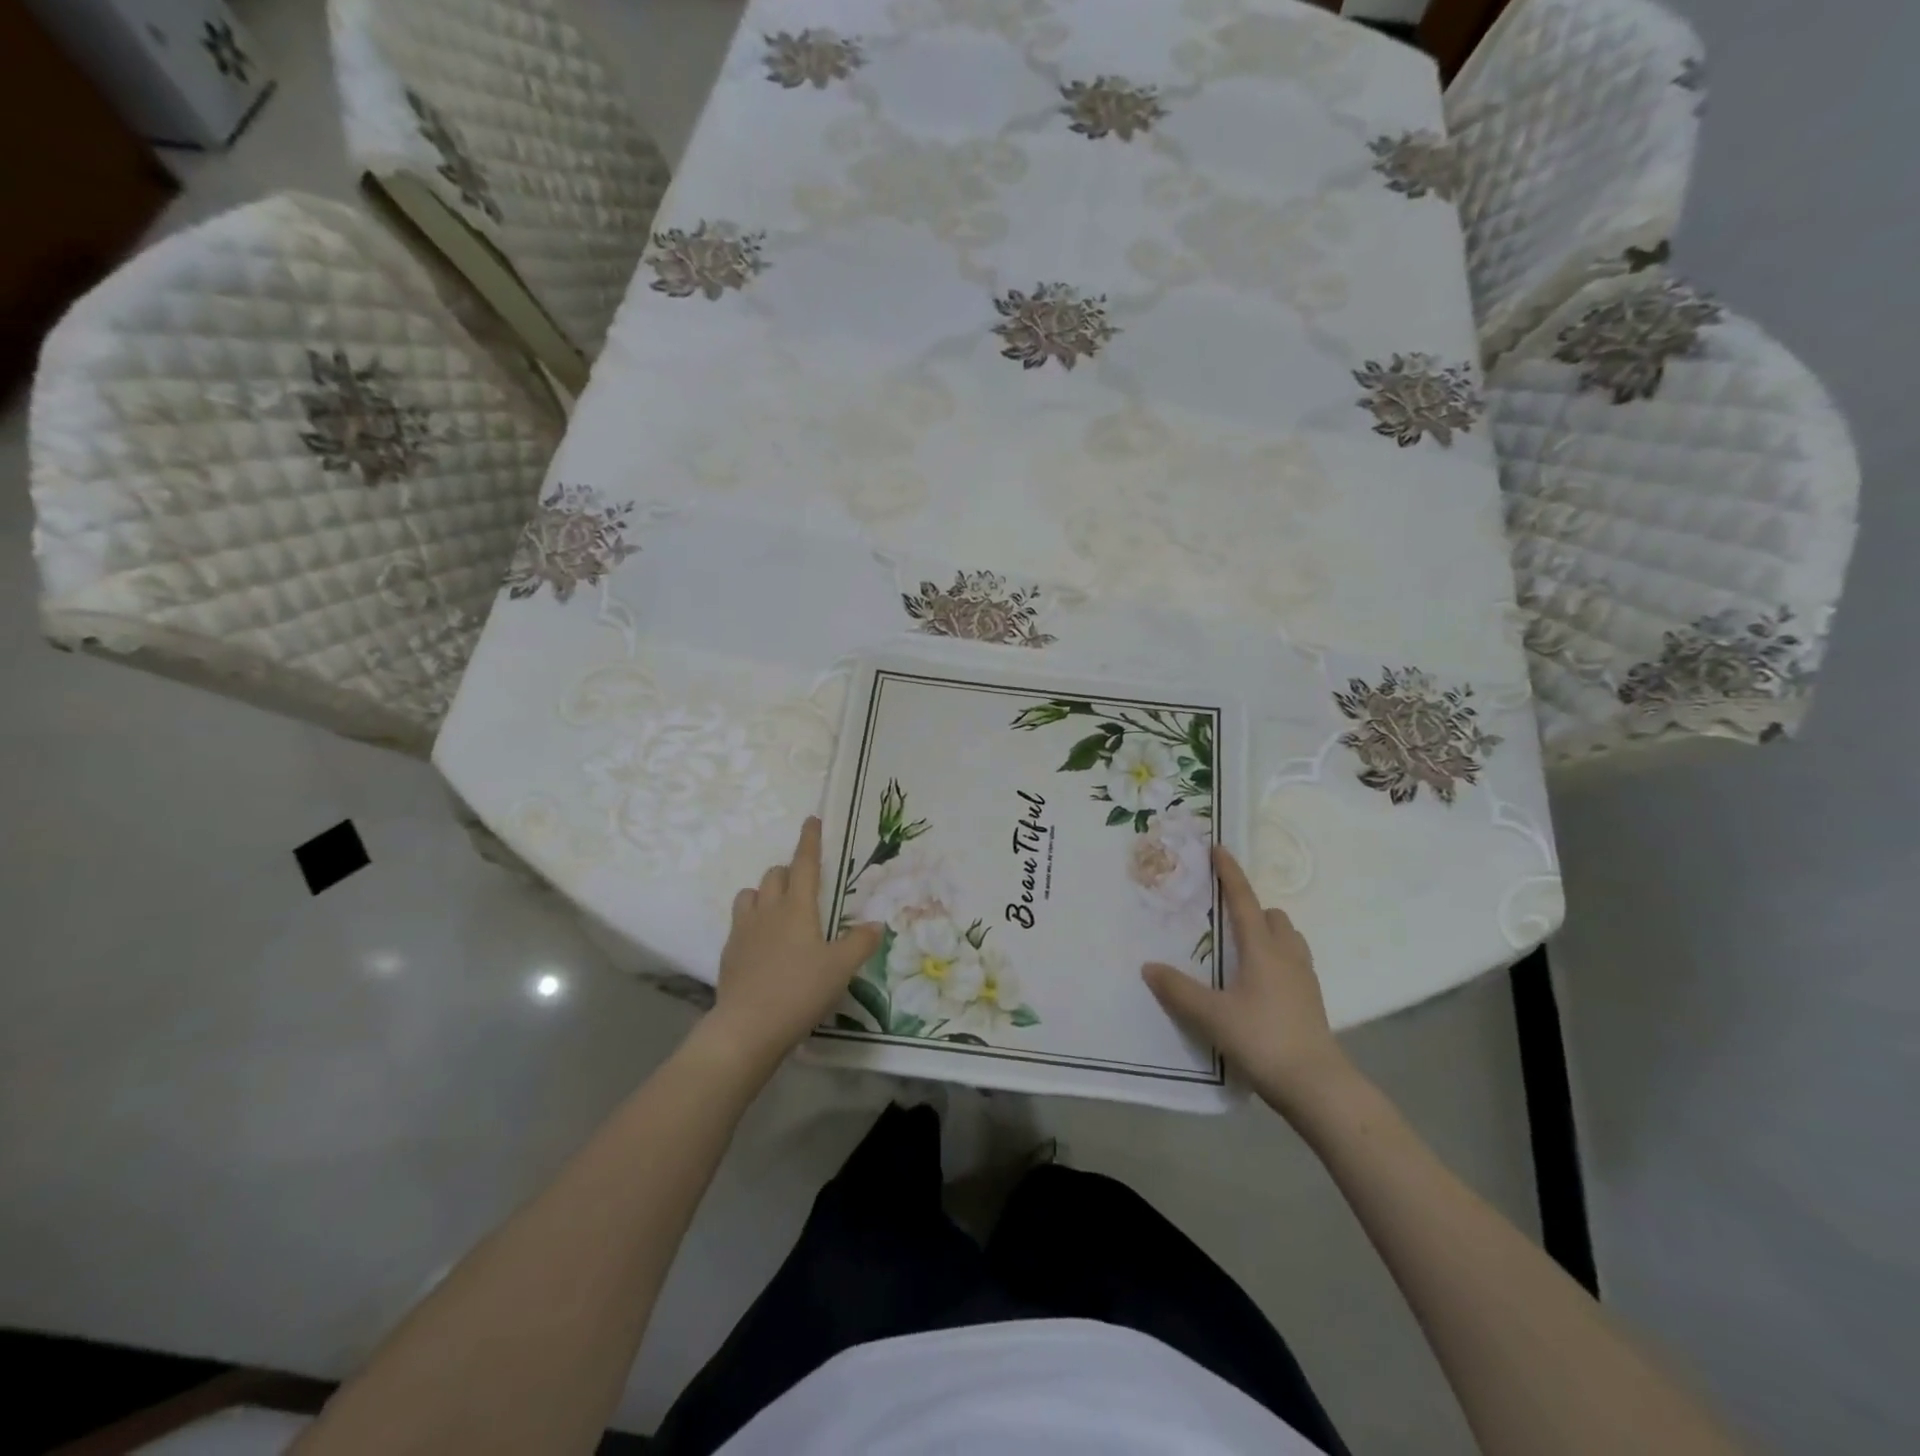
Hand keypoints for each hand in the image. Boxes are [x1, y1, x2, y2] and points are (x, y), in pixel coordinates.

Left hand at [705, 817, 882, 1072]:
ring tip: (779, 910)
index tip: (811, 820)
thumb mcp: (841, 968)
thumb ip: (860, 943)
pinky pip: (740, 924)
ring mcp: (743, 931)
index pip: (804, 864)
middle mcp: (767, 911)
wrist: (748, 1028)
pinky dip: (752, 922)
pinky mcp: (729, 954)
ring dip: (765, 893)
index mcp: (796, 907)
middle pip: (774, 875)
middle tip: (804, 884)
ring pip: (750, 895)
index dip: (809, 841)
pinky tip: (763, 944)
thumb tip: (876, 924)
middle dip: (788, 871)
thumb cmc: (800, 990)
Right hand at [1142, 845, 1351, 1115]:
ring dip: (1268, 933)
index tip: (1220, 849)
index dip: (1231, 875)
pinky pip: (1294, 963)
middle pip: (1273, 917)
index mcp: (1263, 950)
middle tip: (1225, 917)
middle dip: (1252, 908)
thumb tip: (1149, 967)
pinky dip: (1277, 958)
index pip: (1244, 902)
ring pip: (1288, 939)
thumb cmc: (1263, 1040)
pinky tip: (1259, 983)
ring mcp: (1305, 979)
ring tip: (1242, 948)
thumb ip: (1178, 990)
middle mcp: (1287, 956)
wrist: (1318, 1086)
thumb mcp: (1212, 1016)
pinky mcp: (1312, 1001)